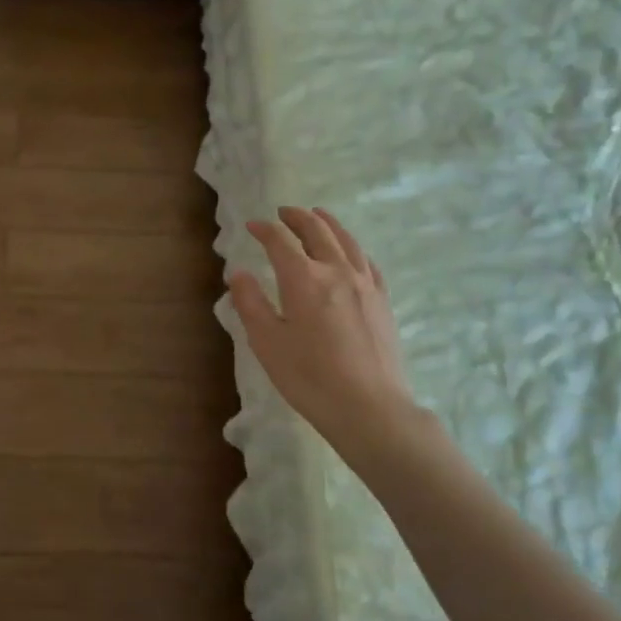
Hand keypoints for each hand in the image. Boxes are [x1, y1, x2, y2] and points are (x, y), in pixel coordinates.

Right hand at [228, 207, 414, 441]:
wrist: (369, 407)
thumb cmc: (309, 377)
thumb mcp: (267, 342)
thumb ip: (250, 303)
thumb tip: (238, 273)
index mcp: (303, 279)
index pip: (280, 242)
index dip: (264, 230)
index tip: (252, 226)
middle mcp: (336, 271)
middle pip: (317, 231)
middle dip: (297, 218)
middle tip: (283, 212)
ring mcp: (364, 284)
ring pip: (346, 241)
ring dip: (328, 224)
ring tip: (318, 215)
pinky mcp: (382, 301)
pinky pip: (367, 262)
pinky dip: (353, 248)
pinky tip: (351, 252)